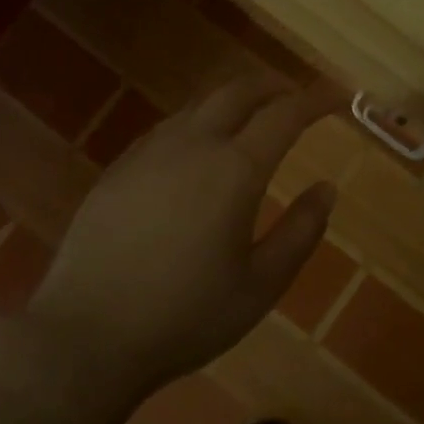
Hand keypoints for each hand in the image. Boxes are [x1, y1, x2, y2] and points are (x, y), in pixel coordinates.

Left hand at [29, 73, 339, 386]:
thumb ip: (300, 232)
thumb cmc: (185, 317)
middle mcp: (193, 145)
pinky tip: (197, 151)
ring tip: (251, 120)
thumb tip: (326, 189)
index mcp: (235, 169)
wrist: (85, 338)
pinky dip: (198, 123)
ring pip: (199, 105)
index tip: (337, 97)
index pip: (285, 114)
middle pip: (238, 91)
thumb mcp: (260, 286)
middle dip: (273, 85)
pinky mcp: (118, 169)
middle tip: (294, 96)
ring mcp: (149, 153)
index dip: (315, 100)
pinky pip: (168, 128)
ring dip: (233, 101)